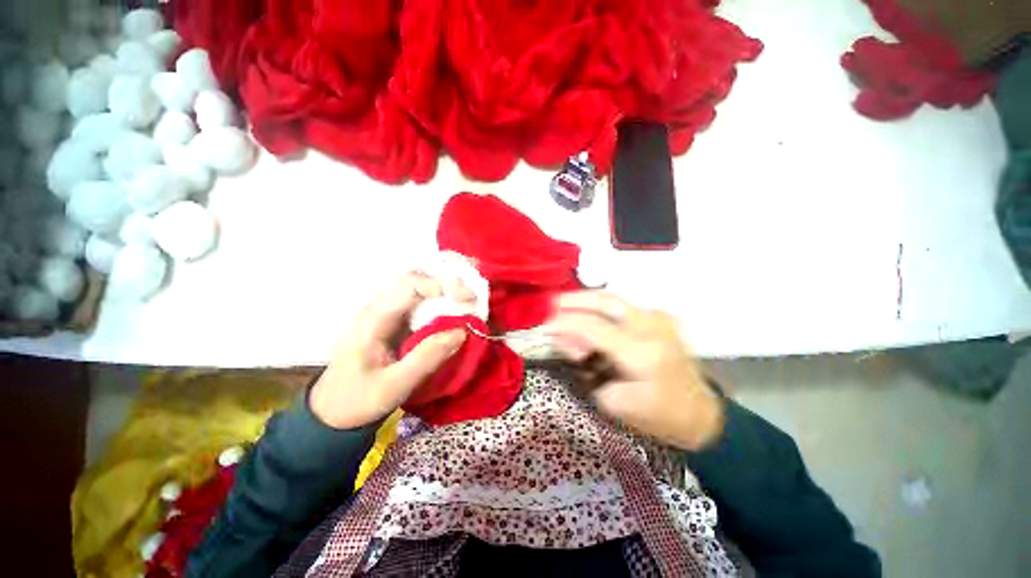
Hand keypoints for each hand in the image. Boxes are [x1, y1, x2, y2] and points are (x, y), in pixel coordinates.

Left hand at [310, 272, 469, 428]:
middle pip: (417, 279)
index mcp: (373, 319)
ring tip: (469, 298)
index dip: (443, 284)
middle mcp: (379, 307)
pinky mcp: (394, 321)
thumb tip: (462, 331)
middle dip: (448, 282)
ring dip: (446, 288)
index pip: (410, 285)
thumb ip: (427, 358)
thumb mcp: (394, 386)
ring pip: (420, 287)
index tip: (468, 299)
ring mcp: (386, 312)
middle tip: (473, 297)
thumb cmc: (357, 400)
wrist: (332, 412)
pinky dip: (441, 301)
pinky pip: (420, 302)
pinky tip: (455, 308)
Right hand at [546, 291, 723, 450]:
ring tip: (563, 310)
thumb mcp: (614, 402)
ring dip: (585, 302)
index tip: (544, 325)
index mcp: (642, 353)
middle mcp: (652, 327)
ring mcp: (659, 319)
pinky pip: (622, 307)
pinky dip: (599, 309)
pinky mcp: (659, 319)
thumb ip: (587, 368)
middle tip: (551, 303)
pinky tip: (586, 316)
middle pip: (606, 301)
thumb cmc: (657, 416)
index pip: (594, 328)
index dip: (565, 323)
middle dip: (574, 299)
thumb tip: (567, 342)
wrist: (701, 414)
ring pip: (613, 299)